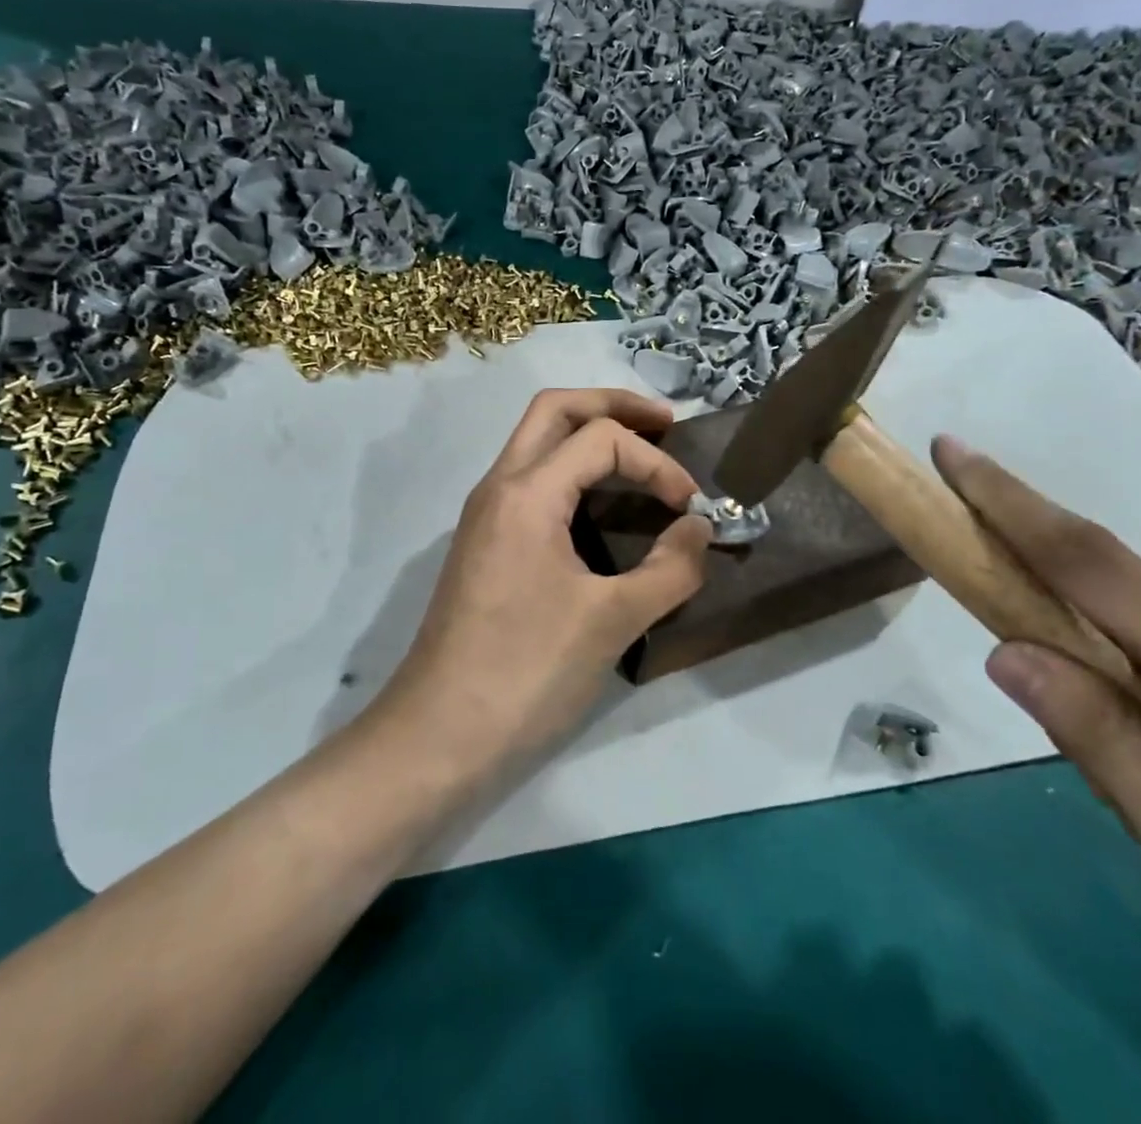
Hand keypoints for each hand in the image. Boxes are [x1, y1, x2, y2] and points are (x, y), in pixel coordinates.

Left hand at [373, 389, 711, 780]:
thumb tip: (702, 529)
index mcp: (526, 493)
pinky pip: (530, 479)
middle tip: (664, 424)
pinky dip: (571, 470)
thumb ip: (670, 569)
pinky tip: (602, 502)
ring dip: (588, 433)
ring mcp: (485, 513)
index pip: (601, 439)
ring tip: (639, 455)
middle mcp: (498, 486)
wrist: (438, 734)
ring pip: (536, 441)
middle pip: (554, 409)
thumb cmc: (526, 672)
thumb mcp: (612, 621)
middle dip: (613, 406)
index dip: (656, 463)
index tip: (690, 508)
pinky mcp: (484, 542)